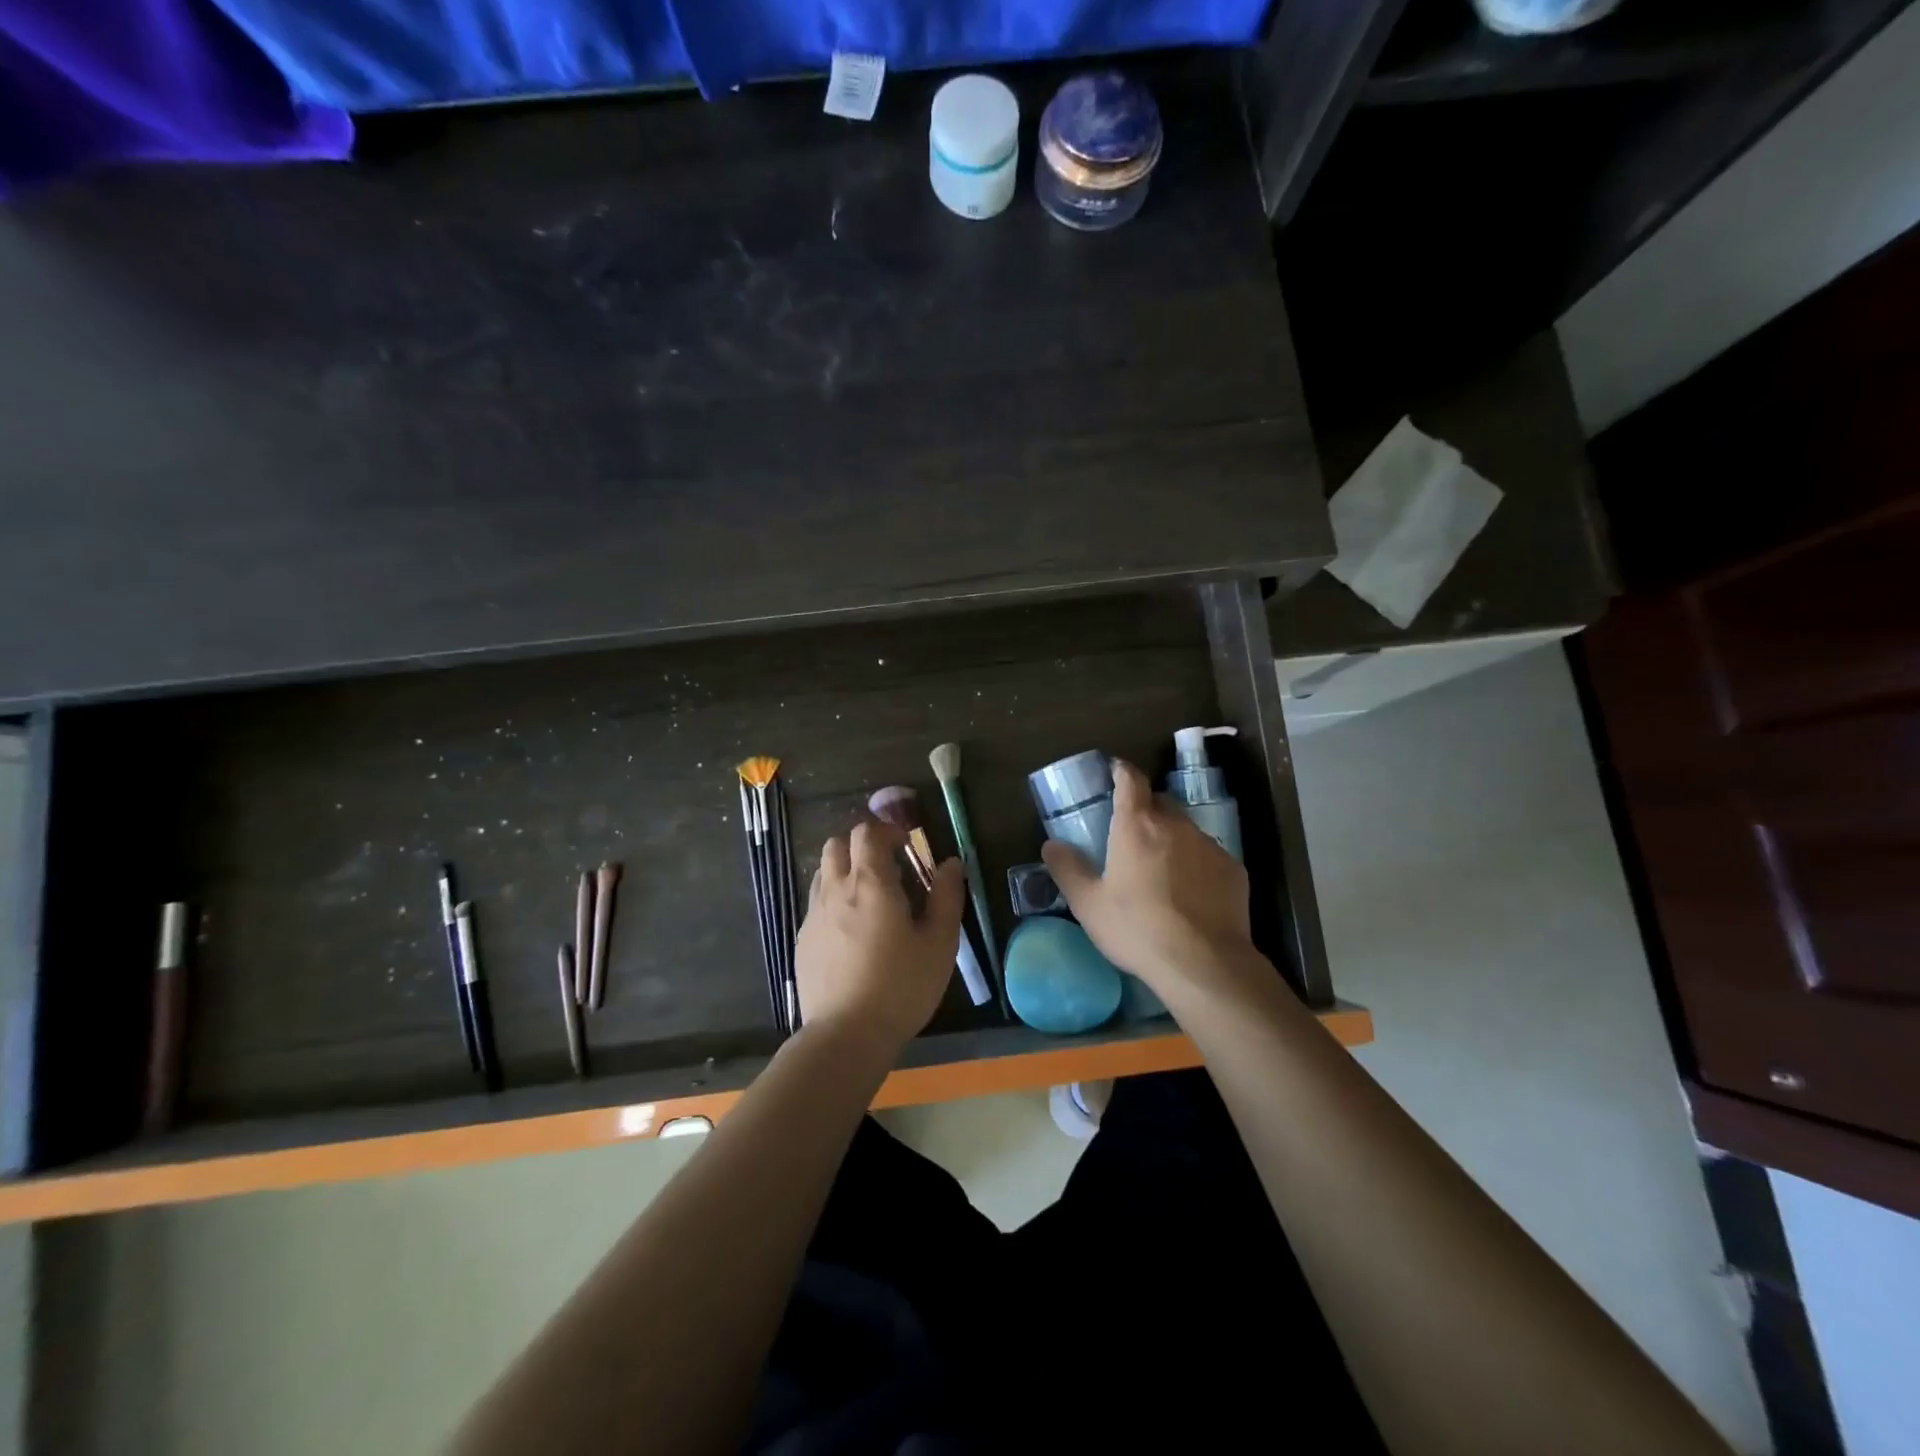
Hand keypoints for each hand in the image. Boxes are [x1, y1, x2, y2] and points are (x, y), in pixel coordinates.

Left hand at [795, 820, 966, 1058]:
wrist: (845, 1035)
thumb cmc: (901, 986)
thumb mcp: (939, 943)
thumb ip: (946, 897)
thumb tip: (950, 863)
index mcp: (871, 883)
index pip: (867, 833)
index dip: (887, 830)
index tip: (907, 846)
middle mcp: (836, 890)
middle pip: (837, 844)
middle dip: (861, 845)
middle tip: (888, 867)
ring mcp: (814, 915)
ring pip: (823, 872)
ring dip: (845, 870)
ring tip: (869, 897)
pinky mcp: (803, 940)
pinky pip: (816, 903)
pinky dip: (833, 899)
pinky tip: (851, 930)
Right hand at [1042, 759, 1257, 998]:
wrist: (1204, 964)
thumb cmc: (1137, 929)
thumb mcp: (1089, 904)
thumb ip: (1068, 869)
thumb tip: (1051, 845)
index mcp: (1137, 825)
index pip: (1130, 779)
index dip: (1122, 771)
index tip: (1115, 772)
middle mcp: (1175, 825)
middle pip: (1159, 802)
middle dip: (1145, 810)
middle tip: (1131, 835)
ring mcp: (1209, 845)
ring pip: (1185, 829)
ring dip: (1171, 838)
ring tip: (1161, 870)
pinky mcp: (1234, 869)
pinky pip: (1208, 855)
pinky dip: (1196, 864)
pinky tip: (1190, 894)